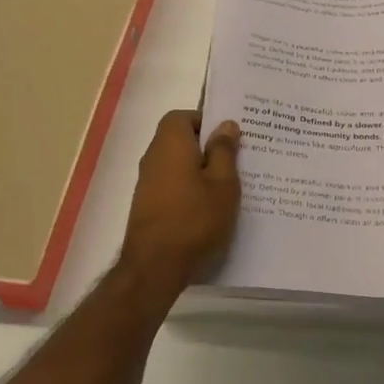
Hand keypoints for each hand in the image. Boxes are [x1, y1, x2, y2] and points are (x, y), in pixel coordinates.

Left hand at [118, 110, 241, 290]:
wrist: (155, 266)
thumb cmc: (195, 219)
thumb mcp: (223, 183)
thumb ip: (224, 151)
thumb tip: (225, 124)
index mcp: (170, 143)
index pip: (183, 116)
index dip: (205, 121)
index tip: (228, 137)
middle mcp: (153, 157)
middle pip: (179, 140)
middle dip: (206, 147)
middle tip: (236, 161)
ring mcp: (147, 183)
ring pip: (177, 165)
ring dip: (199, 171)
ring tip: (227, 187)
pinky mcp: (147, 206)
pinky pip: (172, 186)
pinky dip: (189, 190)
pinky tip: (209, 208)